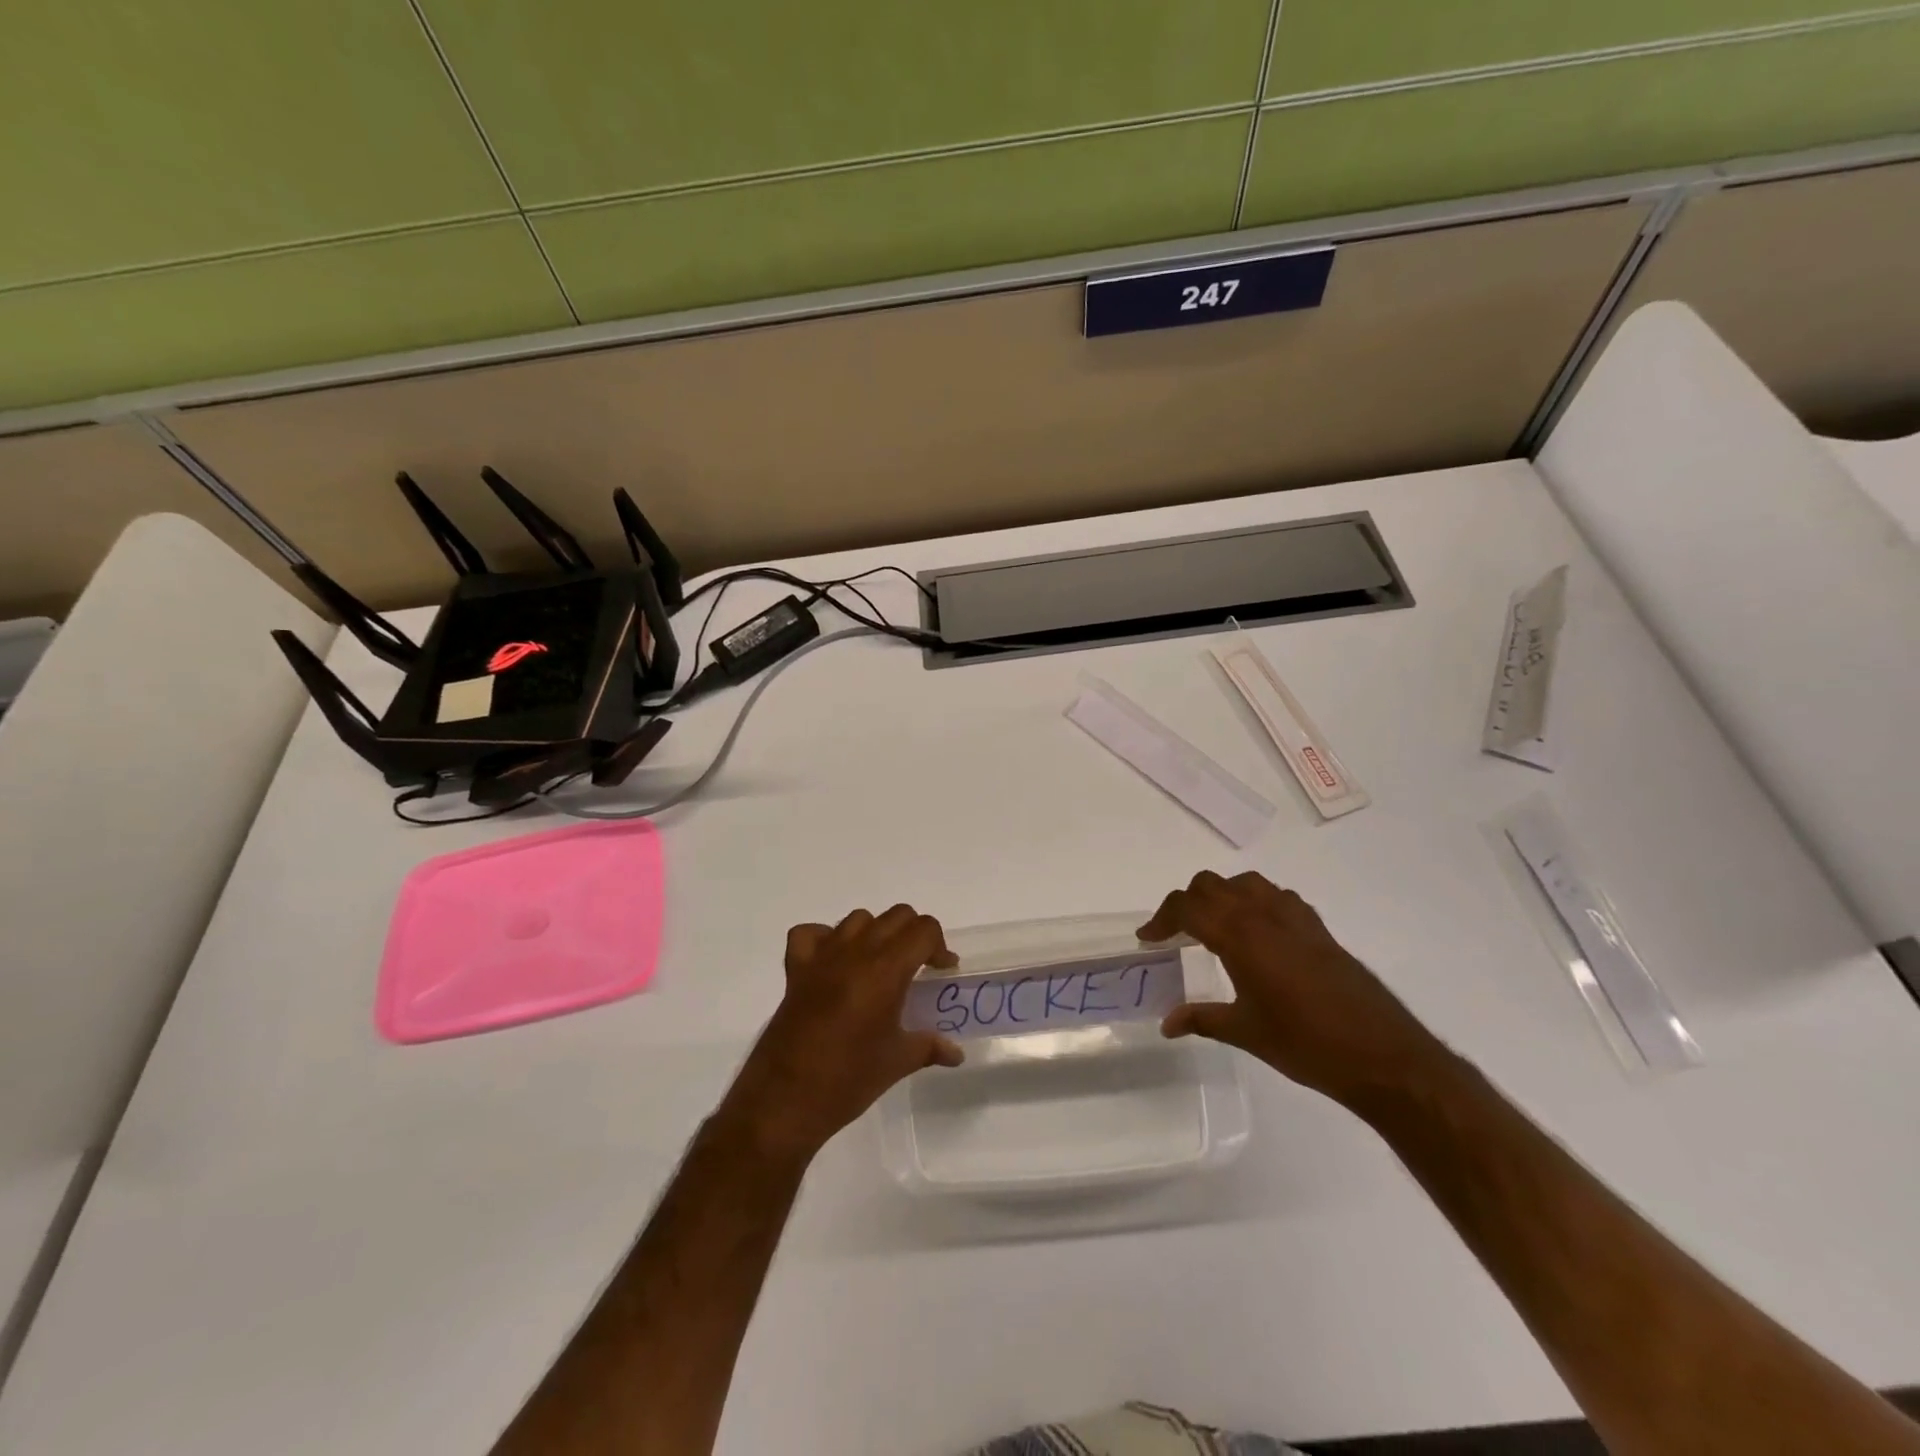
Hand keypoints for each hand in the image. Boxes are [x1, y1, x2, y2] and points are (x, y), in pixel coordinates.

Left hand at [720, 905, 963, 1163]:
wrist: (785, 1101)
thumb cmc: (848, 1080)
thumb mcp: (897, 1063)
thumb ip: (930, 1046)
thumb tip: (956, 1052)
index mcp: (886, 970)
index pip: (923, 930)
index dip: (939, 946)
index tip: (942, 971)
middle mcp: (855, 952)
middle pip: (896, 916)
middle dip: (914, 935)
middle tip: (918, 967)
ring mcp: (821, 957)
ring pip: (858, 919)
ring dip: (875, 933)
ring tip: (879, 966)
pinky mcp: (795, 970)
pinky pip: (810, 934)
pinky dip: (825, 938)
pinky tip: (834, 962)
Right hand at [1142, 871, 1443, 1108]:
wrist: (1381, 1055)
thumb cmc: (1305, 1044)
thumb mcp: (1244, 1032)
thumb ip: (1201, 1019)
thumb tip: (1166, 1024)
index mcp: (1239, 935)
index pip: (1187, 907)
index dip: (1161, 919)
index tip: (1148, 938)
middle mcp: (1263, 914)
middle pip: (1211, 885)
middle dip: (1187, 903)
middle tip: (1176, 934)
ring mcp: (1294, 917)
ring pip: (1245, 883)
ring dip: (1221, 896)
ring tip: (1214, 928)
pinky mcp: (1318, 928)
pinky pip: (1276, 896)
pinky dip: (1255, 903)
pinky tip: (1258, 934)